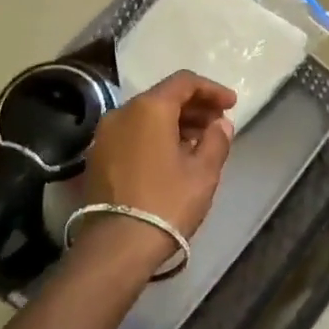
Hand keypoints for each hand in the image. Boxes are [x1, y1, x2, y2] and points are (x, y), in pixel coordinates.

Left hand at [84, 71, 237, 237]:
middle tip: (218, 123)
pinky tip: (173, 156)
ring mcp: (105, 135)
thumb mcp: (203, 172)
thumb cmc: (166, 203)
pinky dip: (155, 136)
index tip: (231, 104)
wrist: (117, 246)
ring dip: (175, 122)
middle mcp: (122, 112)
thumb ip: (216, 140)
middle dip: (194, 106)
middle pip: (163, 97)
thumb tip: (221, 123)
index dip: (211, 89)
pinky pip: (132, 133)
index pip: (184, 82)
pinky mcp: (97, 157)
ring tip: (200, 141)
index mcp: (149, 108)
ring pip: (146, 116)